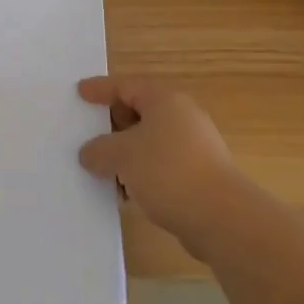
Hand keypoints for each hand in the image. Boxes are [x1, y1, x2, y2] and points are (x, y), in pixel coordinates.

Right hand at [78, 77, 243, 253]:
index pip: (126, 85)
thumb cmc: (168, 171)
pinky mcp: (200, 176)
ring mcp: (195, 147)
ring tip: (104, 172)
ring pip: (150, 142)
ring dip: (127, 155)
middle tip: (89, 135)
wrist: (222, 218)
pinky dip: (142, 174)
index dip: (100, 89)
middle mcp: (182, 116)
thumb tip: (89, 153)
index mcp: (164, 100)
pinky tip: (128, 194)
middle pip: (139, 112)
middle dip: (112, 125)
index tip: (80, 93)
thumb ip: (99, 150)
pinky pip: (162, 166)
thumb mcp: (122, 156)